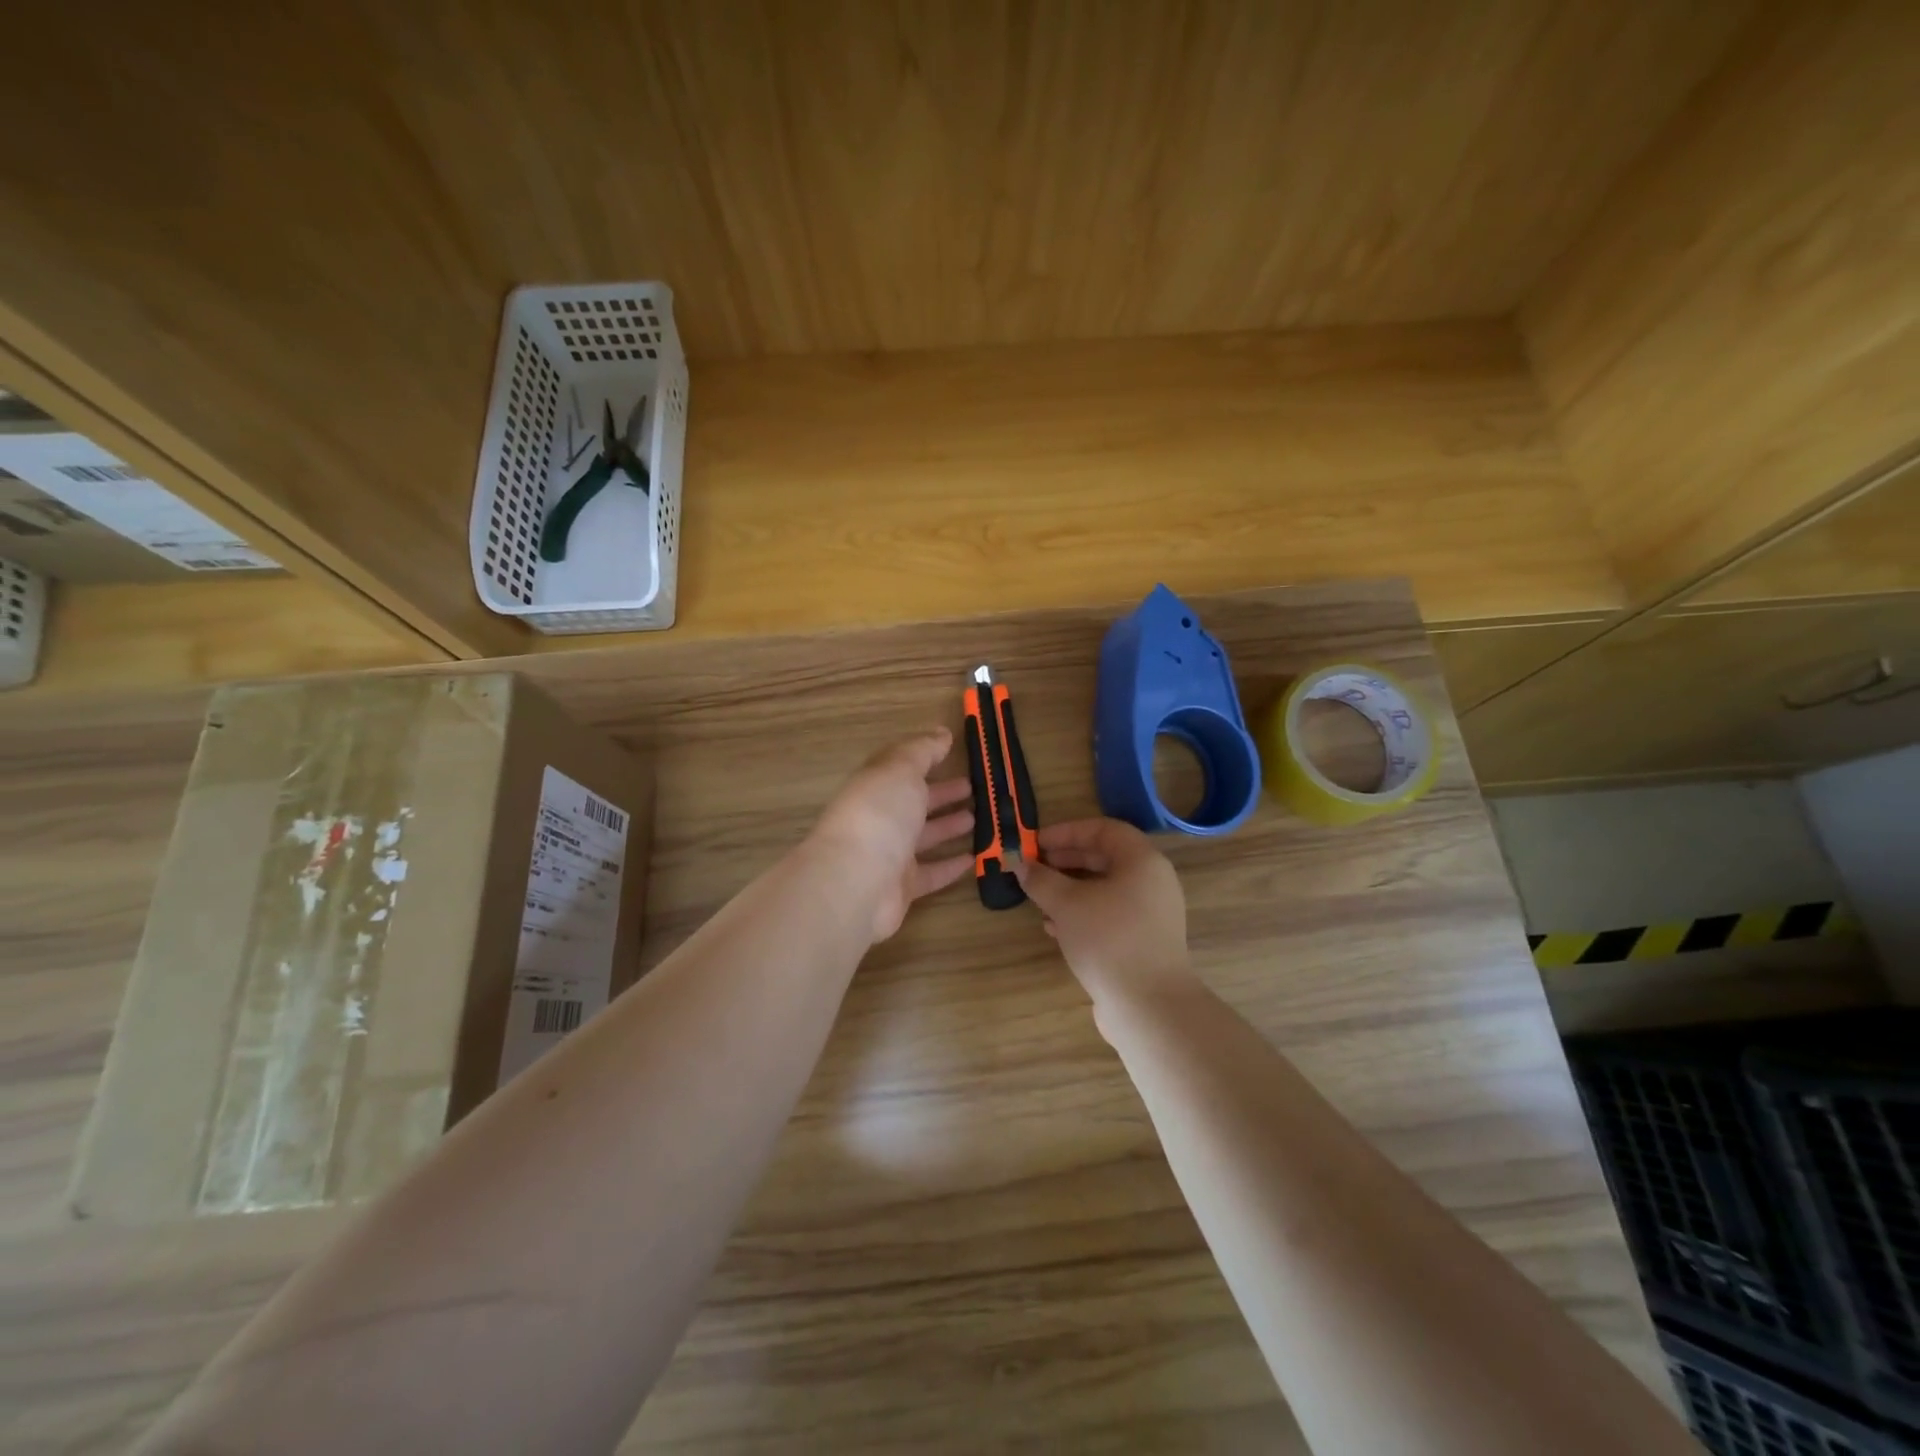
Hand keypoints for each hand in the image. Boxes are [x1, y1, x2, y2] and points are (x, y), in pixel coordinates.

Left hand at [808, 728, 974, 942]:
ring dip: (948, 826)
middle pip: (914, 802)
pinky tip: (972, 859)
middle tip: (973, 787)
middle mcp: (880, 818)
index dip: (925, 757)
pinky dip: (950, 866)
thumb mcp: (901, 770)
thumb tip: (942, 733)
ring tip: (977, 818)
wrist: (856, 882)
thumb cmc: (879, 815)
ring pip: (924, 836)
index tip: (953, 750)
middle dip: (942, 793)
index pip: (901, 767)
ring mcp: (889, 854)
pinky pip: (931, 873)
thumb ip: (923, 750)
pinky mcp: (902, 887)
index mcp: (875, 785)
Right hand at [1014, 818, 1195, 1011]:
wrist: (1149, 1006)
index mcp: (1142, 861)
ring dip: (1070, 889)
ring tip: (1039, 898)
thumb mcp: (1066, 904)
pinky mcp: (1145, 941)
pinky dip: (1083, 913)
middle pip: (1105, 858)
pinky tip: (1055, 928)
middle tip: (1034, 867)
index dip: (1067, 831)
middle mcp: (1153, 881)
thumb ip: (1041, 879)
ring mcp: (1152, 914)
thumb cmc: (1108, 939)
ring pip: (1106, 889)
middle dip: (1066, 860)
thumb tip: (1020, 865)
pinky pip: (1110, 914)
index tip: (1035, 843)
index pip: (1103, 829)